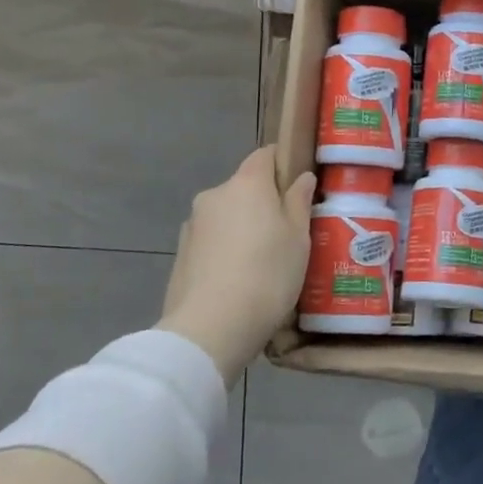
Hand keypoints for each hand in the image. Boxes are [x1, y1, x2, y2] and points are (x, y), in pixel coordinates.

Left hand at [159, 147, 315, 383]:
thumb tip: (301, 177)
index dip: (283, 164)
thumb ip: (298, 202)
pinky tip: (240, 279)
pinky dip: (226, 251)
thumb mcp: (298, 238)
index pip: (265, 155)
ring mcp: (192, 225)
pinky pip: (212, 242)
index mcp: (246, 184)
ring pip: (227, 216)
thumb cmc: (267, 274)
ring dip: (243, 229)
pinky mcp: (181, 255)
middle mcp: (214, 195)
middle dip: (264, 203)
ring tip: (264, 263)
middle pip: (245, 188)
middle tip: (288, 233)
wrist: (210, 329)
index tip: (299, 186)